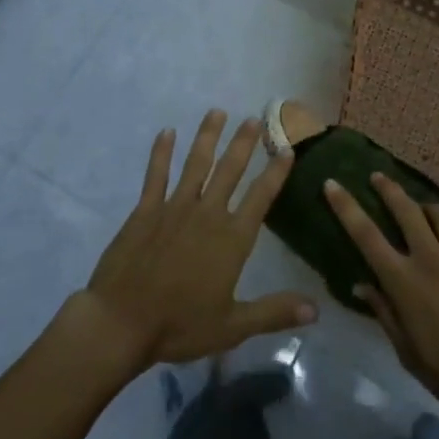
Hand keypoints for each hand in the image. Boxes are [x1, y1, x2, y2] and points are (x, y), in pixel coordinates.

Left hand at [83, 110, 316, 366]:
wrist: (121, 323)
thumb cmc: (180, 326)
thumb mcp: (233, 326)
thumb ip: (274, 312)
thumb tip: (316, 309)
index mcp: (231, 239)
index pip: (261, 198)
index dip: (275, 173)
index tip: (287, 149)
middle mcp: (207, 214)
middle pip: (230, 171)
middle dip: (244, 143)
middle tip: (254, 118)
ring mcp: (174, 208)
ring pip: (196, 164)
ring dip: (207, 137)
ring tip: (217, 112)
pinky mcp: (146, 211)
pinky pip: (156, 175)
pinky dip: (161, 153)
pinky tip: (166, 133)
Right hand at [325, 172, 438, 424]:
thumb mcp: (409, 353)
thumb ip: (385, 313)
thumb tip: (361, 285)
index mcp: (405, 282)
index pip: (366, 235)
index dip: (346, 207)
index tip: (332, 184)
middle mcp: (432, 258)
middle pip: (406, 209)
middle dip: (388, 188)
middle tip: (379, 176)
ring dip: (428, 207)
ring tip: (424, 207)